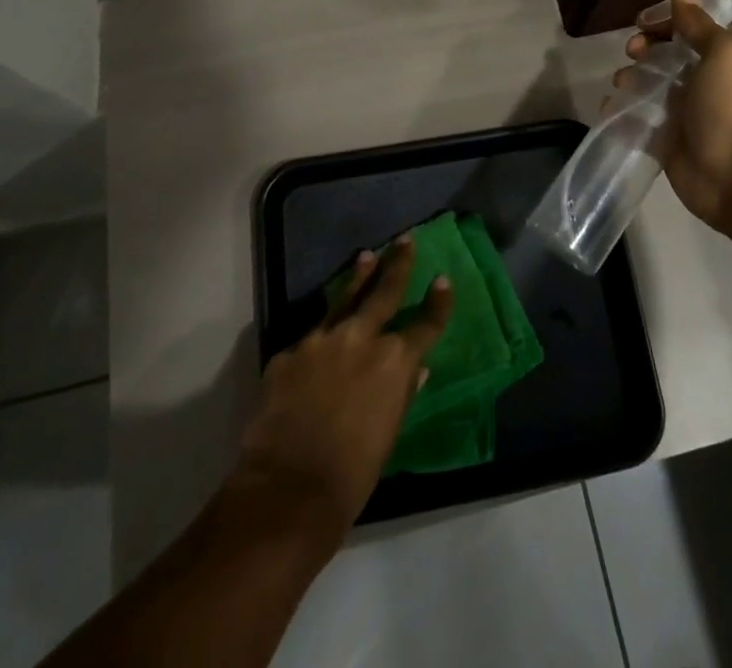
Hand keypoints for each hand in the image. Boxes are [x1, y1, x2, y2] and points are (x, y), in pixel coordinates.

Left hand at [231, 238, 453, 535]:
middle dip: (398, 265)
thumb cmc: (351, 474)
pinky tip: (319, 343)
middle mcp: (361, 338)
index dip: (438, 302)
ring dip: (358, 278)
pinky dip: (320, 338)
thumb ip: (401, 394)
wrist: (288, 489)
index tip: (443, 281)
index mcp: (394, 361)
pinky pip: (310, 338)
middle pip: (384, 292)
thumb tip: (416, 370)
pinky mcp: (289, 352)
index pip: (426, 323)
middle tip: (405, 240)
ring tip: (367, 257)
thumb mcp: (388, 434)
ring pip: (344, 299)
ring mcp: (321, 340)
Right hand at [624, 0, 731, 230]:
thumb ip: (699, 25)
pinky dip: (620, 112)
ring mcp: (680, 112)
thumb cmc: (730, 106)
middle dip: (643, 49)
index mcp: (718, 57)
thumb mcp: (723, 53)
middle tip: (633, 52)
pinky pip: (635, 119)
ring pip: (646, 86)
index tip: (642, 22)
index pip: (687, 28)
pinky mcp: (663, 139)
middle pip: (663, 55)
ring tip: (623, 84)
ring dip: (629, 79)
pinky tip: (611, 109)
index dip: (664, 20)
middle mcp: (699, 81)